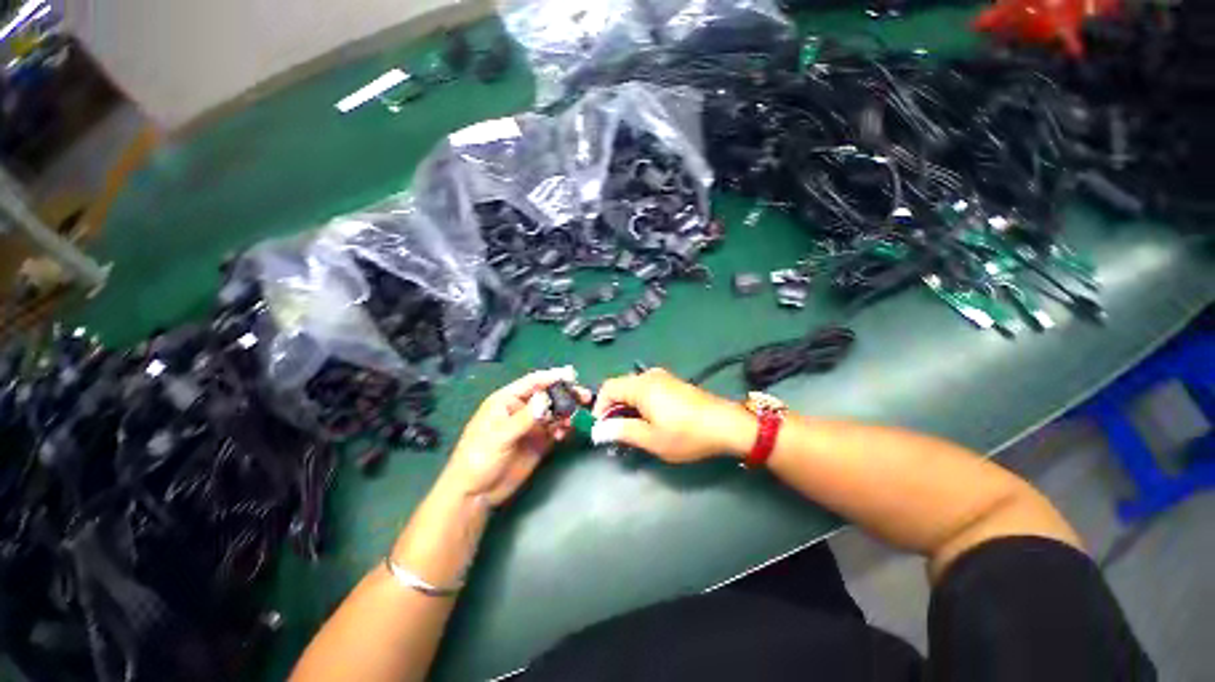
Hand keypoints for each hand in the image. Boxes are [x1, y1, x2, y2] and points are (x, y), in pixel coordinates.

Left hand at [441, 367, 587, 505]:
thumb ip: (523, 419)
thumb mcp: (499, 437)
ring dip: (567, 412)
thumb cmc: (478, 459)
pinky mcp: (540, 441)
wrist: (476, 494)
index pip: (533, 382)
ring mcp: (533, 426)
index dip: (552, 377)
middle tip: (584, 396)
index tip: (571, 375)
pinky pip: (557, 429)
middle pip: (548, 395)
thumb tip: (545, 399)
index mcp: (508, 401)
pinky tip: (566, 432)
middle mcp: (523, 409)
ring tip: (576, 417)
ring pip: (555, 412)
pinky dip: (565, 428)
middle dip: (566, 394)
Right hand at [591, 368, 755, 462]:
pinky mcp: (674, 384)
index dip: (600, 407)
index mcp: (640, 386)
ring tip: (633, 429)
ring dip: (627, 407)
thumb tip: (598, 431)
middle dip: (614, 409)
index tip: (602, 429)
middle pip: (620, 387)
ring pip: (634, 388)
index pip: (608, 388)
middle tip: (617, 432)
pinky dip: (641, 403)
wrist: (727, 425)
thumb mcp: (651, 439)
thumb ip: (622, 432)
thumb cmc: (686, 434)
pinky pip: (647, 389)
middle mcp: (649, 376)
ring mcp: (664, 378)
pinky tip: (651, 420)